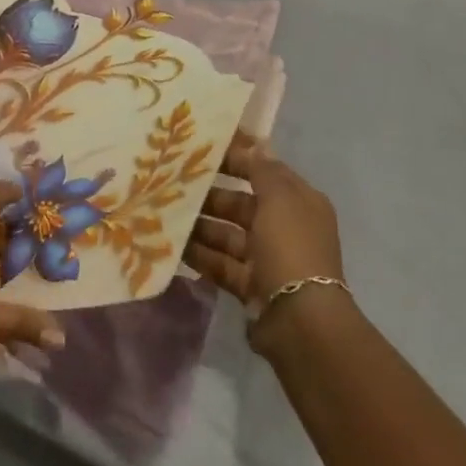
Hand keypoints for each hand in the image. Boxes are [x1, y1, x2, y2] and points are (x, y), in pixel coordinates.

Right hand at [184, 136, 345, 349]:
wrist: (300, 321)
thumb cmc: (290, 247)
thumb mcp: (280, 198)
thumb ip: (261, 168)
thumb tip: (252, 144)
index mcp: (299, 203)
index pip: (264, 171)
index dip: (236, 158)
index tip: (200, 149)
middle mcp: (285, 228)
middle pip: (241, 204)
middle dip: (210, 195)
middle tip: (172, 184)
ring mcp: (268, 259)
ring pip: (227, 235)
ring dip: (200, 225)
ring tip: (165, 213)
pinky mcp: (250, 286)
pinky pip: (220, 263)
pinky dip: (199, 254)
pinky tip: (171, 244)